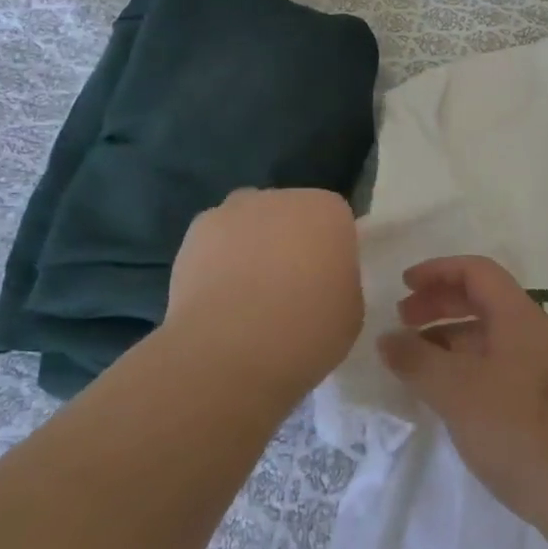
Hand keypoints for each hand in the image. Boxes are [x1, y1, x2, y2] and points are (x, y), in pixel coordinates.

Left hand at [167, 189, 363, 398]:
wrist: (227, 351)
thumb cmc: (304, 332)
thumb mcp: (350, 314)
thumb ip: (341, 283)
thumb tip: (322, 282)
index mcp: (328, 211)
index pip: (335, 221)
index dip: (331, 252)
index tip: (326, 285)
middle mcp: (282, 197)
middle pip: (291, 214)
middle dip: (290, 243)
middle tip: (288, 291)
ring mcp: (235, 210)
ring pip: (250, 222)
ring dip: (251, 246)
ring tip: (246, 297)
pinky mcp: (196, 231)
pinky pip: (216, 241)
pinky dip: (217, 260)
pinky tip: (217, 298)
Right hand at [379, 256, 547, 548]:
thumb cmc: (520, 428)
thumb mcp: (457, 391)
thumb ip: (417, 361)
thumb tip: (386, 338)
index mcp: (518, 316)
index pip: (476, 271)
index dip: (438, 271)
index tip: (404, 284)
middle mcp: (536, 333)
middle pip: (484, 300)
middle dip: (441, 304)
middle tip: (404, 321)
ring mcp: (547, 369)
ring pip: (492, 337)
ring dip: (453, 340)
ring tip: (419, 363)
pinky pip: (502, 367)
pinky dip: (470, 368)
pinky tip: (454, 399)